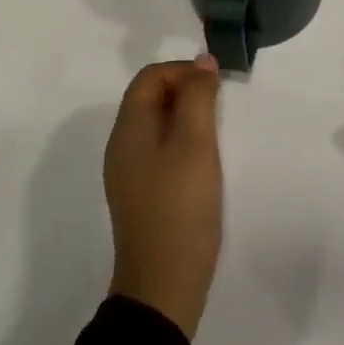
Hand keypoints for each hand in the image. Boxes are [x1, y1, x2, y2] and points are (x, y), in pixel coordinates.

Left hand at [103, 55, 223, 339]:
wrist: (164, 283)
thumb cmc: (181, 206)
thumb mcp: (195, 143)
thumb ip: (198, 96)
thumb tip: (202, 61)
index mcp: (128, 130)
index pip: (149, 77)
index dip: (183, 70)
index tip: (216, 85)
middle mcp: (122, 146)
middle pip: (150, 98)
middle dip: (186, 90)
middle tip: (220, 106)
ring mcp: (130, 173)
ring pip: (157, 124)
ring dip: (187, 115)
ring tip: (217, 130)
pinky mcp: (143, 194)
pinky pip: (160, 149)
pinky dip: (183, 140)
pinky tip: (205, 160)